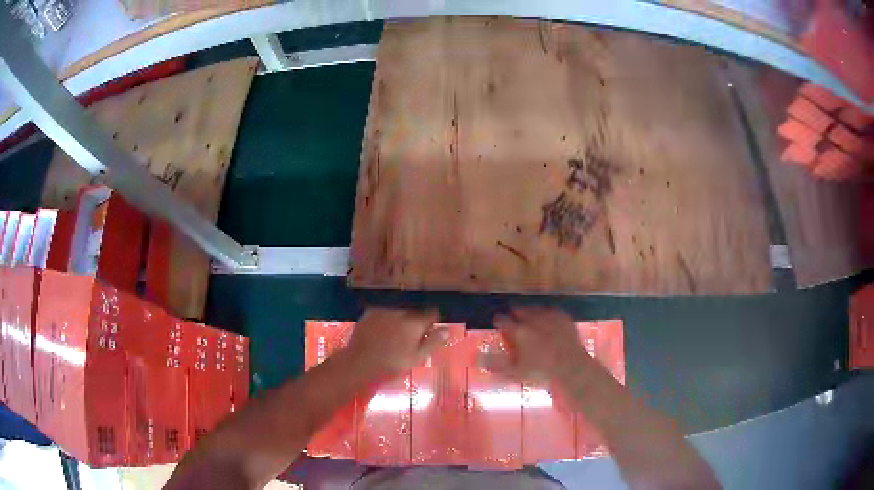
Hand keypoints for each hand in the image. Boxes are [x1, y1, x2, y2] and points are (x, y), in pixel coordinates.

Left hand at [344, 307, 448, 378]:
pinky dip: (387, 316)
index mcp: (415, 322)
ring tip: (396, 331)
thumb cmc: (392, 364)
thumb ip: (433, 342)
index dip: (433, 321)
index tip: (430, 329)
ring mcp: (384, 310)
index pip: (432, 313)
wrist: (360, 362)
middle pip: (415, 310)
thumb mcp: (417, 357)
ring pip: (399, 309)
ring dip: (401, 316)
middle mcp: (401, 311)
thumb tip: (447, 330)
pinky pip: (384, 310)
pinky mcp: (370, 312)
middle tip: (412, 334)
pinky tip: (383, 328)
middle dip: (416, 318)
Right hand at [479, 306, 593, 383]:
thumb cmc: (540, 372)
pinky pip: (551, 311)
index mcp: (518, 331)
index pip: (502, 320)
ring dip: (530, 312)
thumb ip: (495, 365)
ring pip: (535, 309)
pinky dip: (547, 314)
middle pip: (519, 310)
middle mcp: (532, 319)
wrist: (571, 367)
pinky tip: (547, 319)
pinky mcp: (563, 317)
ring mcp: (549, 316)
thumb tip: (478, 360)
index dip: (498, 321)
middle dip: (514, 314)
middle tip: (513, 320)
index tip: (496, 323)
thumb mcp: (515, 372)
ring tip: (529, 318)